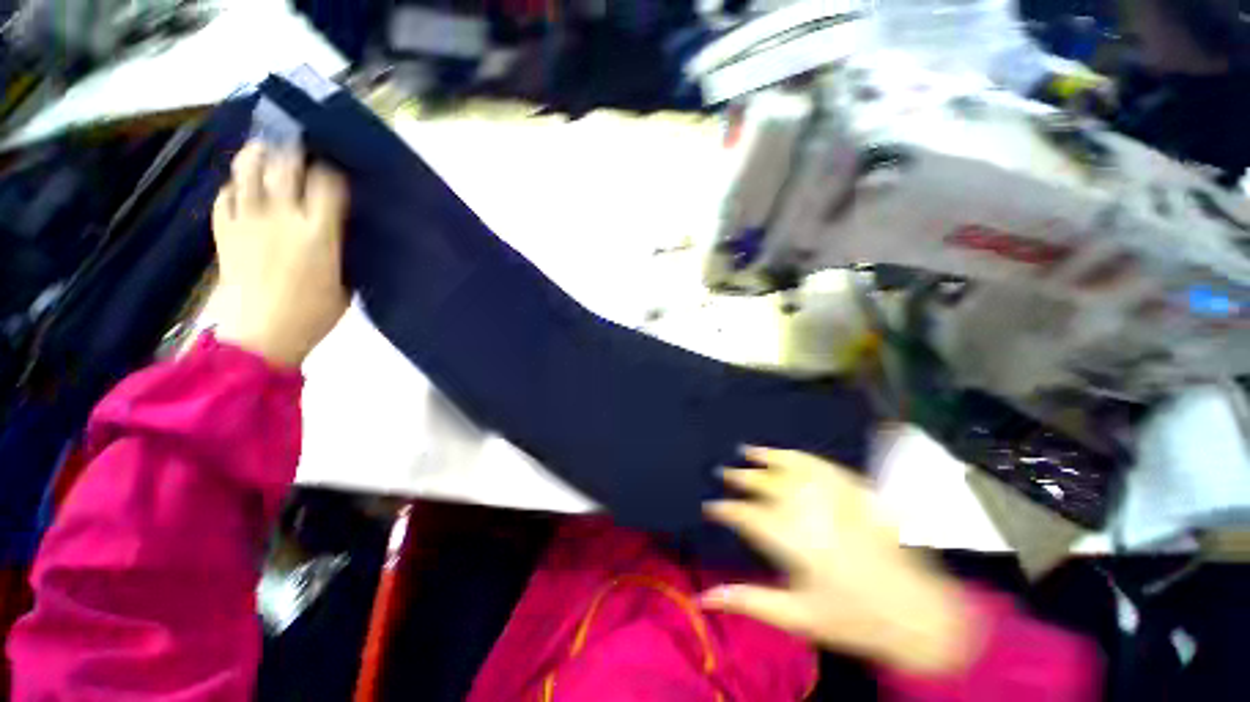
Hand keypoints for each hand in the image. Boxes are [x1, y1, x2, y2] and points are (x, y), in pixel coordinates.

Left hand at [209, 143, 349, 367]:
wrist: (261, 335)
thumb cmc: (314, 314)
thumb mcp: (345, 283)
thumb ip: (341, 248)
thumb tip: (339, 226)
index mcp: (317, 233)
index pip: (327, 183)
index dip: (332, 170)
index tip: (337, 168)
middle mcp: (281, 217)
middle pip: (284, 165)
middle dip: (294, 150)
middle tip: (301, 144)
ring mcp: (247, 220)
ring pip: (247, 170)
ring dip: (258, 154)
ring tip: (267, 150)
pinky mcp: (224, 230)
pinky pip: (226, 194)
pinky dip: (236, 186)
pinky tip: (244, 188)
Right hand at [702, 447, 979, 675]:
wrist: (918, 615)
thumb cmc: (854, 621)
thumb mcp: (797, 618)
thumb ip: (748, 602)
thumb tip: (703, 597)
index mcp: (797, 545)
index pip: (750, 517)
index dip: (726, 510)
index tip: (710, 507)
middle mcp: (814, 515)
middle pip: (769, 486)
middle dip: (742, 478)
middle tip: (723, 472)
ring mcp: (839, 500)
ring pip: (794, 469)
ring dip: (768, 458)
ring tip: (747, 450)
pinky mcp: (859, 494)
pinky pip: (825, 467)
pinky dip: (802, 457)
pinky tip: (789, 453)